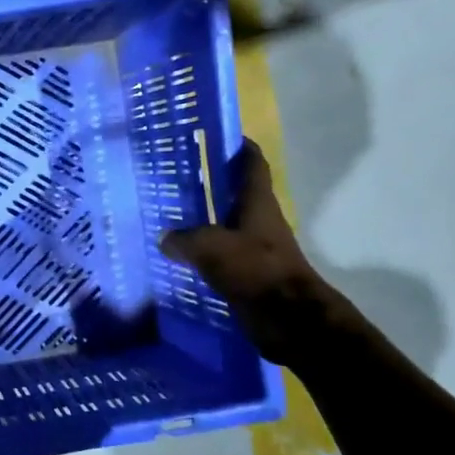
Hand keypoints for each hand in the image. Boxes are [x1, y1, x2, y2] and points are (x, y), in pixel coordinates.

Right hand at [158, 139, 345, 366]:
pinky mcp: (248, 274)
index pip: (252, 164)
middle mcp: (258, 220)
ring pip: (225, 225)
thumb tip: (165, 238)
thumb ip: (184, 239)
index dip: (239, 146)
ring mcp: (255, 248)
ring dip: (204, 219)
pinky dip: (202, 252)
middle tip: (178, 175)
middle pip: (235, 194)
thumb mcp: (211, 247)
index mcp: (257, 203)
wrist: (289, 319)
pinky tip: (177, 255)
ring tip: (169, 214)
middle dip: (211, 183)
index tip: (219, 135)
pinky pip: (220, 255)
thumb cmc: (255, 270)